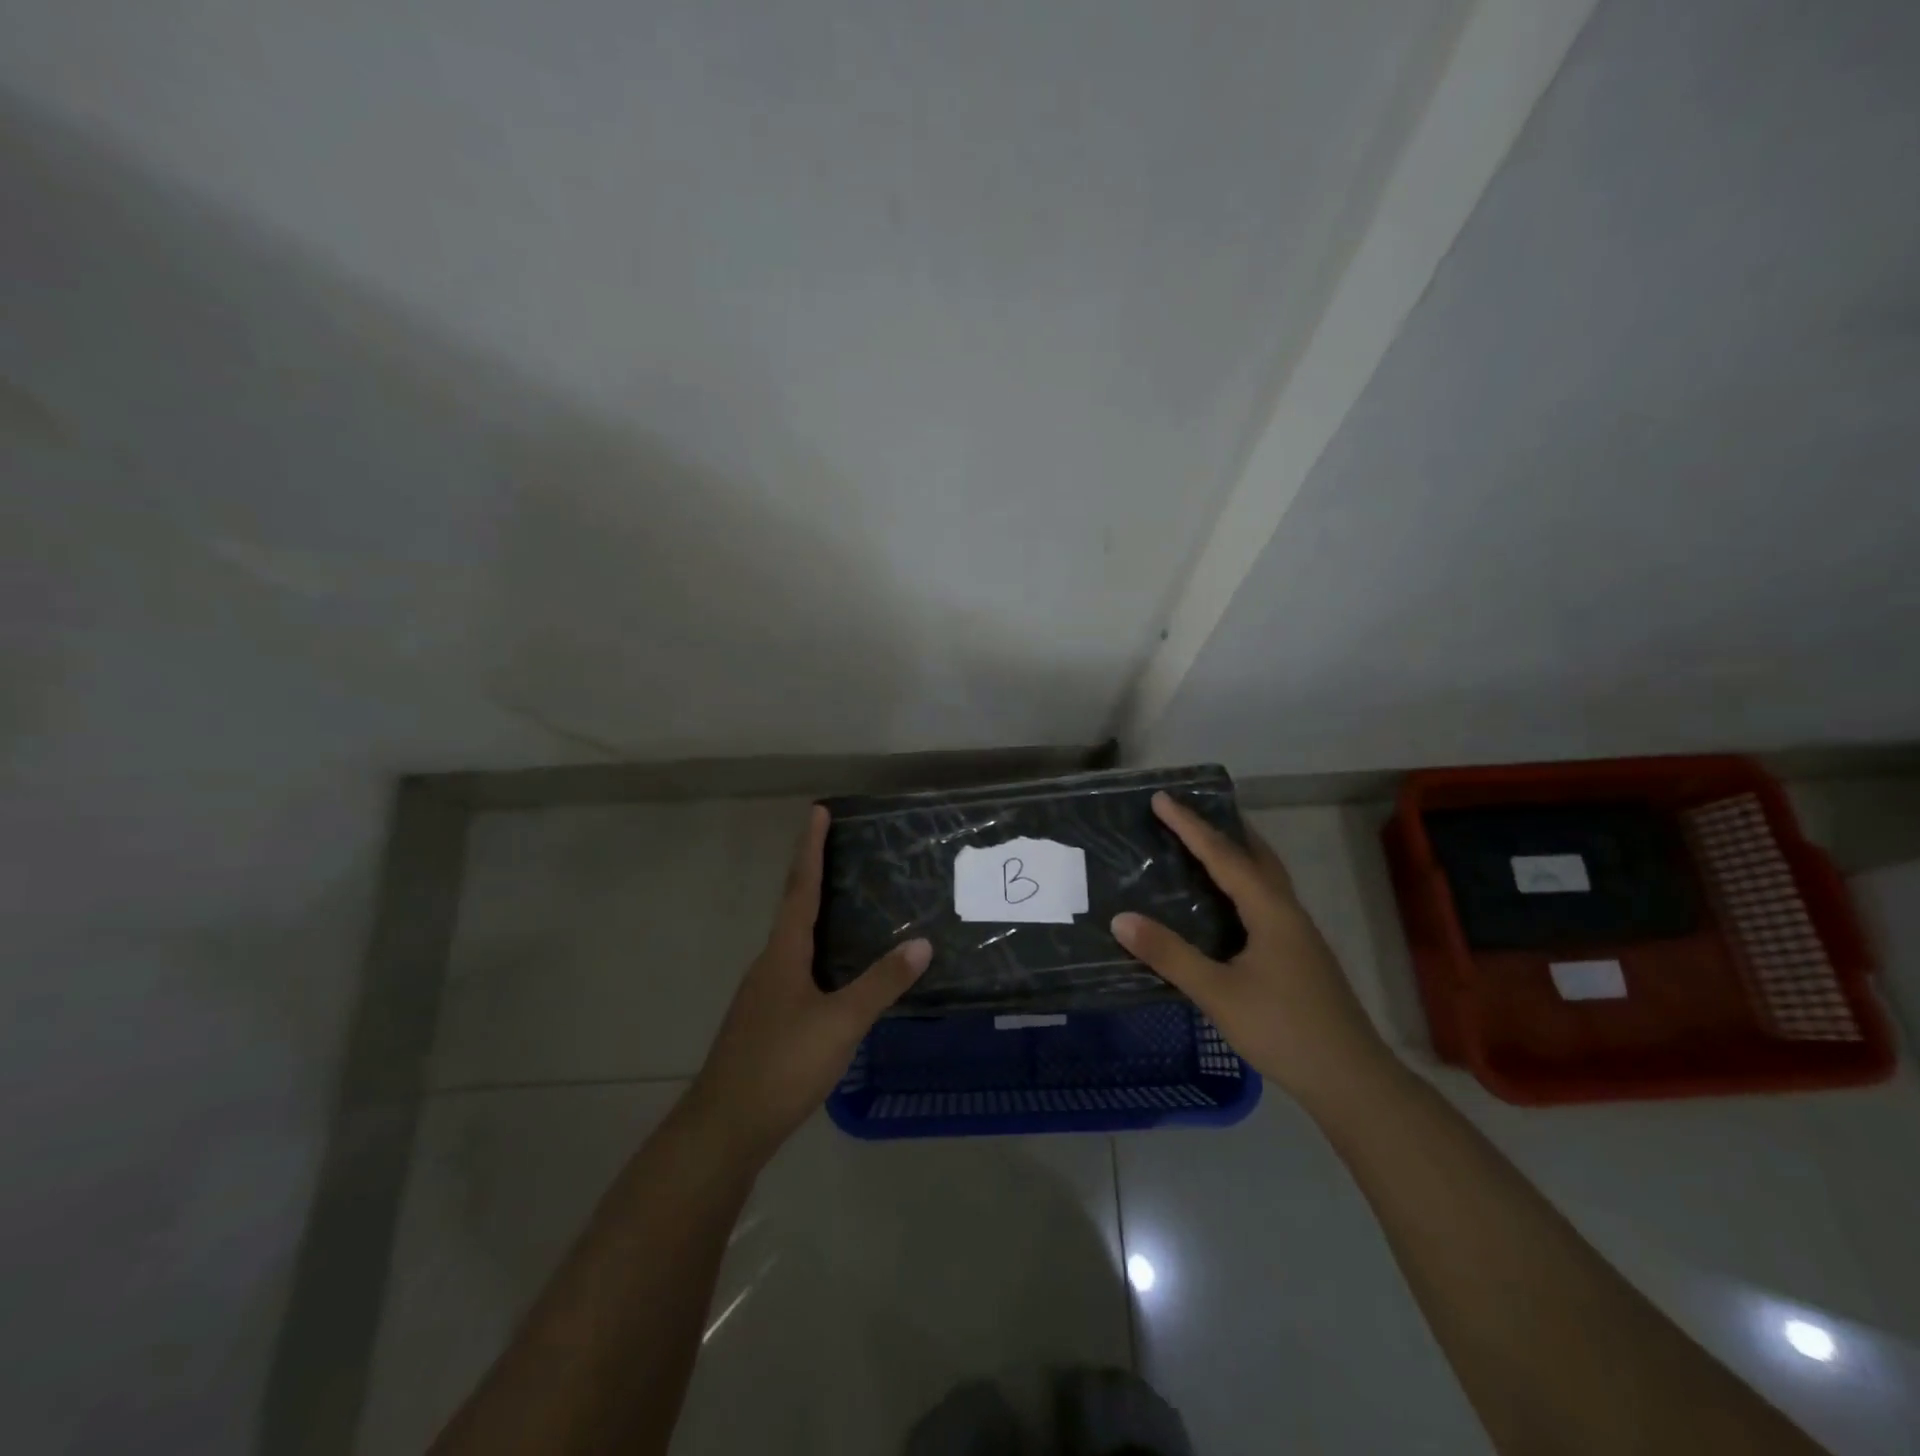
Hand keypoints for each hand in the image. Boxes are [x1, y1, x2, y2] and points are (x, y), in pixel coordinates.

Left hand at [688, 804, 930, 1161]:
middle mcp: (770, 963)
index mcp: (784, 953)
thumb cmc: (782, 1064)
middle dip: (814, 874)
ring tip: (847, 901)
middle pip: (794, 907)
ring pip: (794, 940)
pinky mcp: (766, 1019)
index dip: (810, 848)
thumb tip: (921, 942)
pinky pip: (797, 967)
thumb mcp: (840, 1023)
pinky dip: (818, 950)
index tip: (818, 811)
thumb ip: (881, 984)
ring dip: (815, 912)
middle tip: (842, 849)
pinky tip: (837, 970)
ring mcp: (764, 993)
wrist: (725, 1127)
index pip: (800, 888)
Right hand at [1111, 793, 1389, 1109]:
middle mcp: (1287, 912)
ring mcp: (1298, 934)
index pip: (1223, 855)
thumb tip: (1121, 918)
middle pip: (1255, 855)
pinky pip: (1267, 899)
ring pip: (1265, 878)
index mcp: (1270, 910)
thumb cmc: (1283, 1030)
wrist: (1352, 1080)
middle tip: (1188, 812)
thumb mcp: (1218, 993)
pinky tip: (1228, 904)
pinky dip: (1243, 882)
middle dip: (1222, 829)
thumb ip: (1170, 955)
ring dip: (1237, 854)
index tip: (1162, 798)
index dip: (1190, 825)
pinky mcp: (1300, 955)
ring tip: (1205, 845)